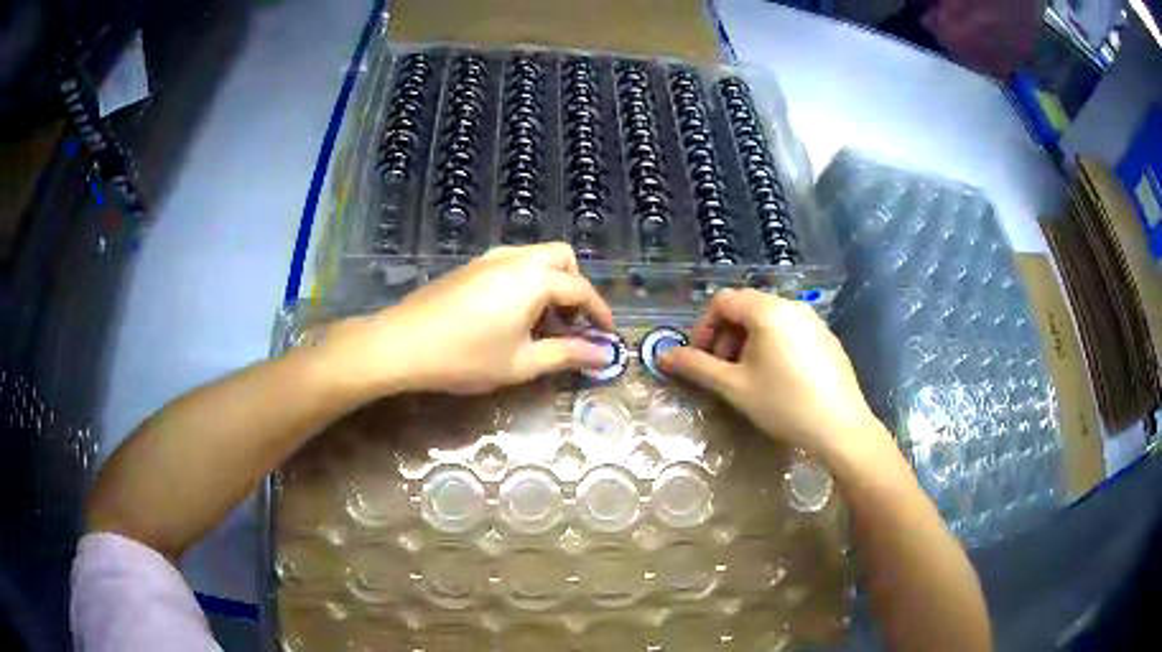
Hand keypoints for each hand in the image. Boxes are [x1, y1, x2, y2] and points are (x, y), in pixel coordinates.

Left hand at [325, 243, 613, 395]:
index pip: (581, 290)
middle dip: (576, 287)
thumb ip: (567, 355)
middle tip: (572, 324)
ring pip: (536, 258)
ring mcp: (490, 258)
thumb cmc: (465, 356)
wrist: (401, 343)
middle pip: (562, 258)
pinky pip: (513, 263)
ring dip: (551, 283)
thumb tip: (603, 356)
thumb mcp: (521, 363)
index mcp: (535, 279)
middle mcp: (516, 258)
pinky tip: (512, 315)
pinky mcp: (471, 266)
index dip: (599, 313)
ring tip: (543, 323)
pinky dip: (527, 281)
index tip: (608, 336)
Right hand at [660, 288, 882, 459]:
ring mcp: (813, 321)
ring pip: (769, 320)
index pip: (723, 301)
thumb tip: (662, 355)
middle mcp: (792, 305)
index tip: (700, 359)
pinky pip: (790, 330)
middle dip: (725, 336)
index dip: (704, 327)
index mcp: (767, 310)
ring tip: (747, 377)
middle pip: (746, 307)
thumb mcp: (734, 387)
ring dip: (748, 342)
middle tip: (721, 371)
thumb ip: (696, 366)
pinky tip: (778, 379)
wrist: (840, 427)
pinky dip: (773, 346)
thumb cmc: (783, 404)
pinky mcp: (827, 338)